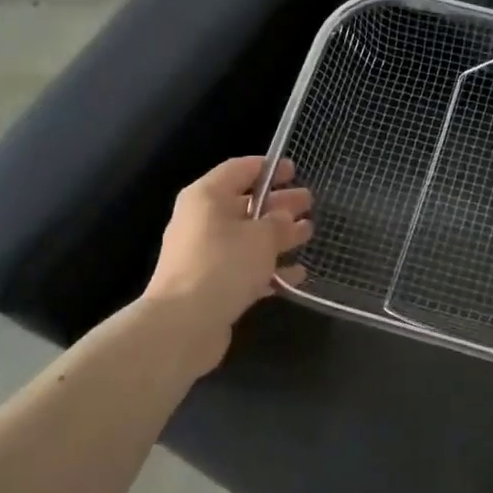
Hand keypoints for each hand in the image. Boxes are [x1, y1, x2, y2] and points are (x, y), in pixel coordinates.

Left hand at [140, 156, 311, 372]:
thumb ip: (279, 223)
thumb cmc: (223, 265)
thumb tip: (285, 219)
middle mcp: (202, 221)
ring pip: (247, 238)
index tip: (295, 170)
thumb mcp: (261, 237)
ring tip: (309, 233)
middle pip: (245, 204)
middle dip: (279, 204)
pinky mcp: (211, 285)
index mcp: (207, 197)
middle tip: (309, 202)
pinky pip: (245, 268)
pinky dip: (269, 268)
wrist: (183, 324)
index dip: (268, 168)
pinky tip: (297, 274)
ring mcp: (205, 255)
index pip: (239, 170)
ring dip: (278, 236)